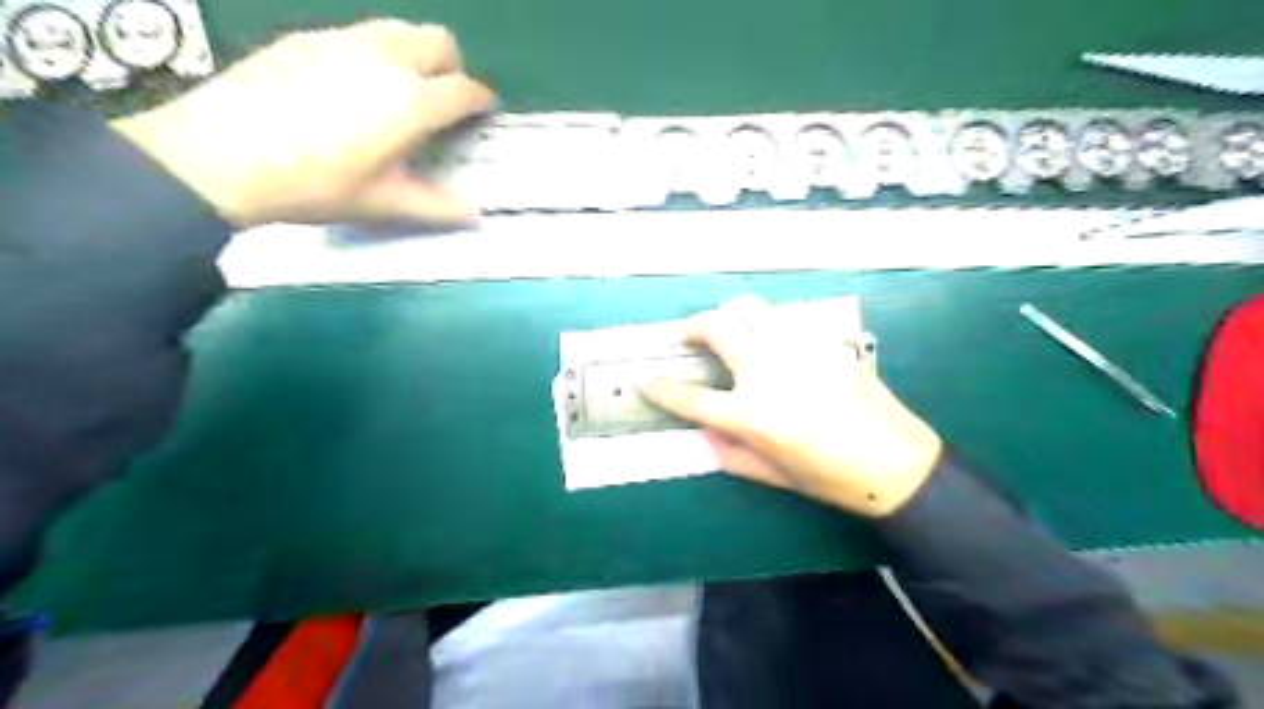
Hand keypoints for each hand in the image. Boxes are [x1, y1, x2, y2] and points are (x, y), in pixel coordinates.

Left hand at [110, 19, 491, 227]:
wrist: (220, 154)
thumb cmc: (316, 184)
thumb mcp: (383, 204)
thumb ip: (437, 206)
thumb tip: (477, 216)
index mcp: (412, 101)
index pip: (465, 90)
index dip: (481, 102)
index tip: (482, 115)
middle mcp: (386, 59)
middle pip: (438, 41)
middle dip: (452, 67)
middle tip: (443, 100)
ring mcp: (344, 40)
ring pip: (400, 30)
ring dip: (416, 54)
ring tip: (401, 92)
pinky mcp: (307, 37)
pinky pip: (360, 34)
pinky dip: (376, 53)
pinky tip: (352, 87)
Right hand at [646, 297, 943, 516]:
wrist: (897, 464)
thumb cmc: (832, 479)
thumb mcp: (773, 475)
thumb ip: (730, 453)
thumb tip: (704, 432)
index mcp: (752, 415)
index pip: (691, 397)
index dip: (661, 388)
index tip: (646, 378)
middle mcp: (769, 373)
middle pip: (719, 329)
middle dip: (693, 326)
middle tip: (687, 335)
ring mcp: (800, 352)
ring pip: (754, 313)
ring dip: (733, 320)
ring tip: (731, 333)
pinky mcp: (826, 343)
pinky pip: (788, 327)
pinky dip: (771, 333)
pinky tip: (780, 352)